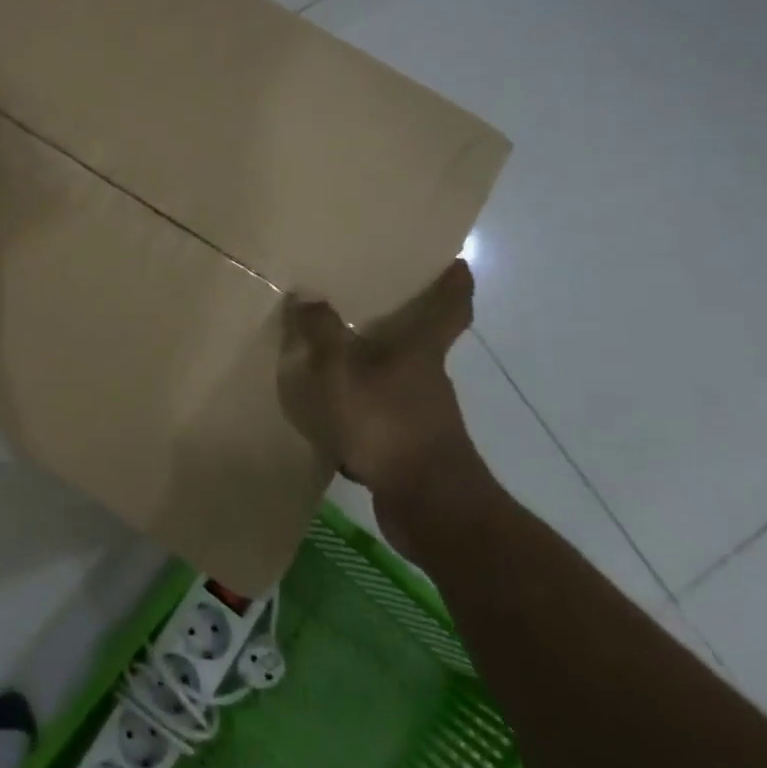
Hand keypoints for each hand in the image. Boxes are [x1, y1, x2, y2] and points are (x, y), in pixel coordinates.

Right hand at [278, 261, 494, 554]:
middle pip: (420, 341)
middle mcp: (428, 377)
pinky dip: (362, 410)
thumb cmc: (387, 424)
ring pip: (397, 380)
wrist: (428, 506)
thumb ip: (322, 334)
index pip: (450, 307)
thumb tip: (308, 295)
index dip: (454, 282)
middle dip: (398, 323)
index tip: (457, 261)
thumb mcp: (340, 373)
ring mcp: (423, 415)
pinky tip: (331, 416)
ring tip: (333, 358)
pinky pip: (382, 416)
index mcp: (420, 351)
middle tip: (365, 303)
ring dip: (373, 369)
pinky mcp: (411, 447)